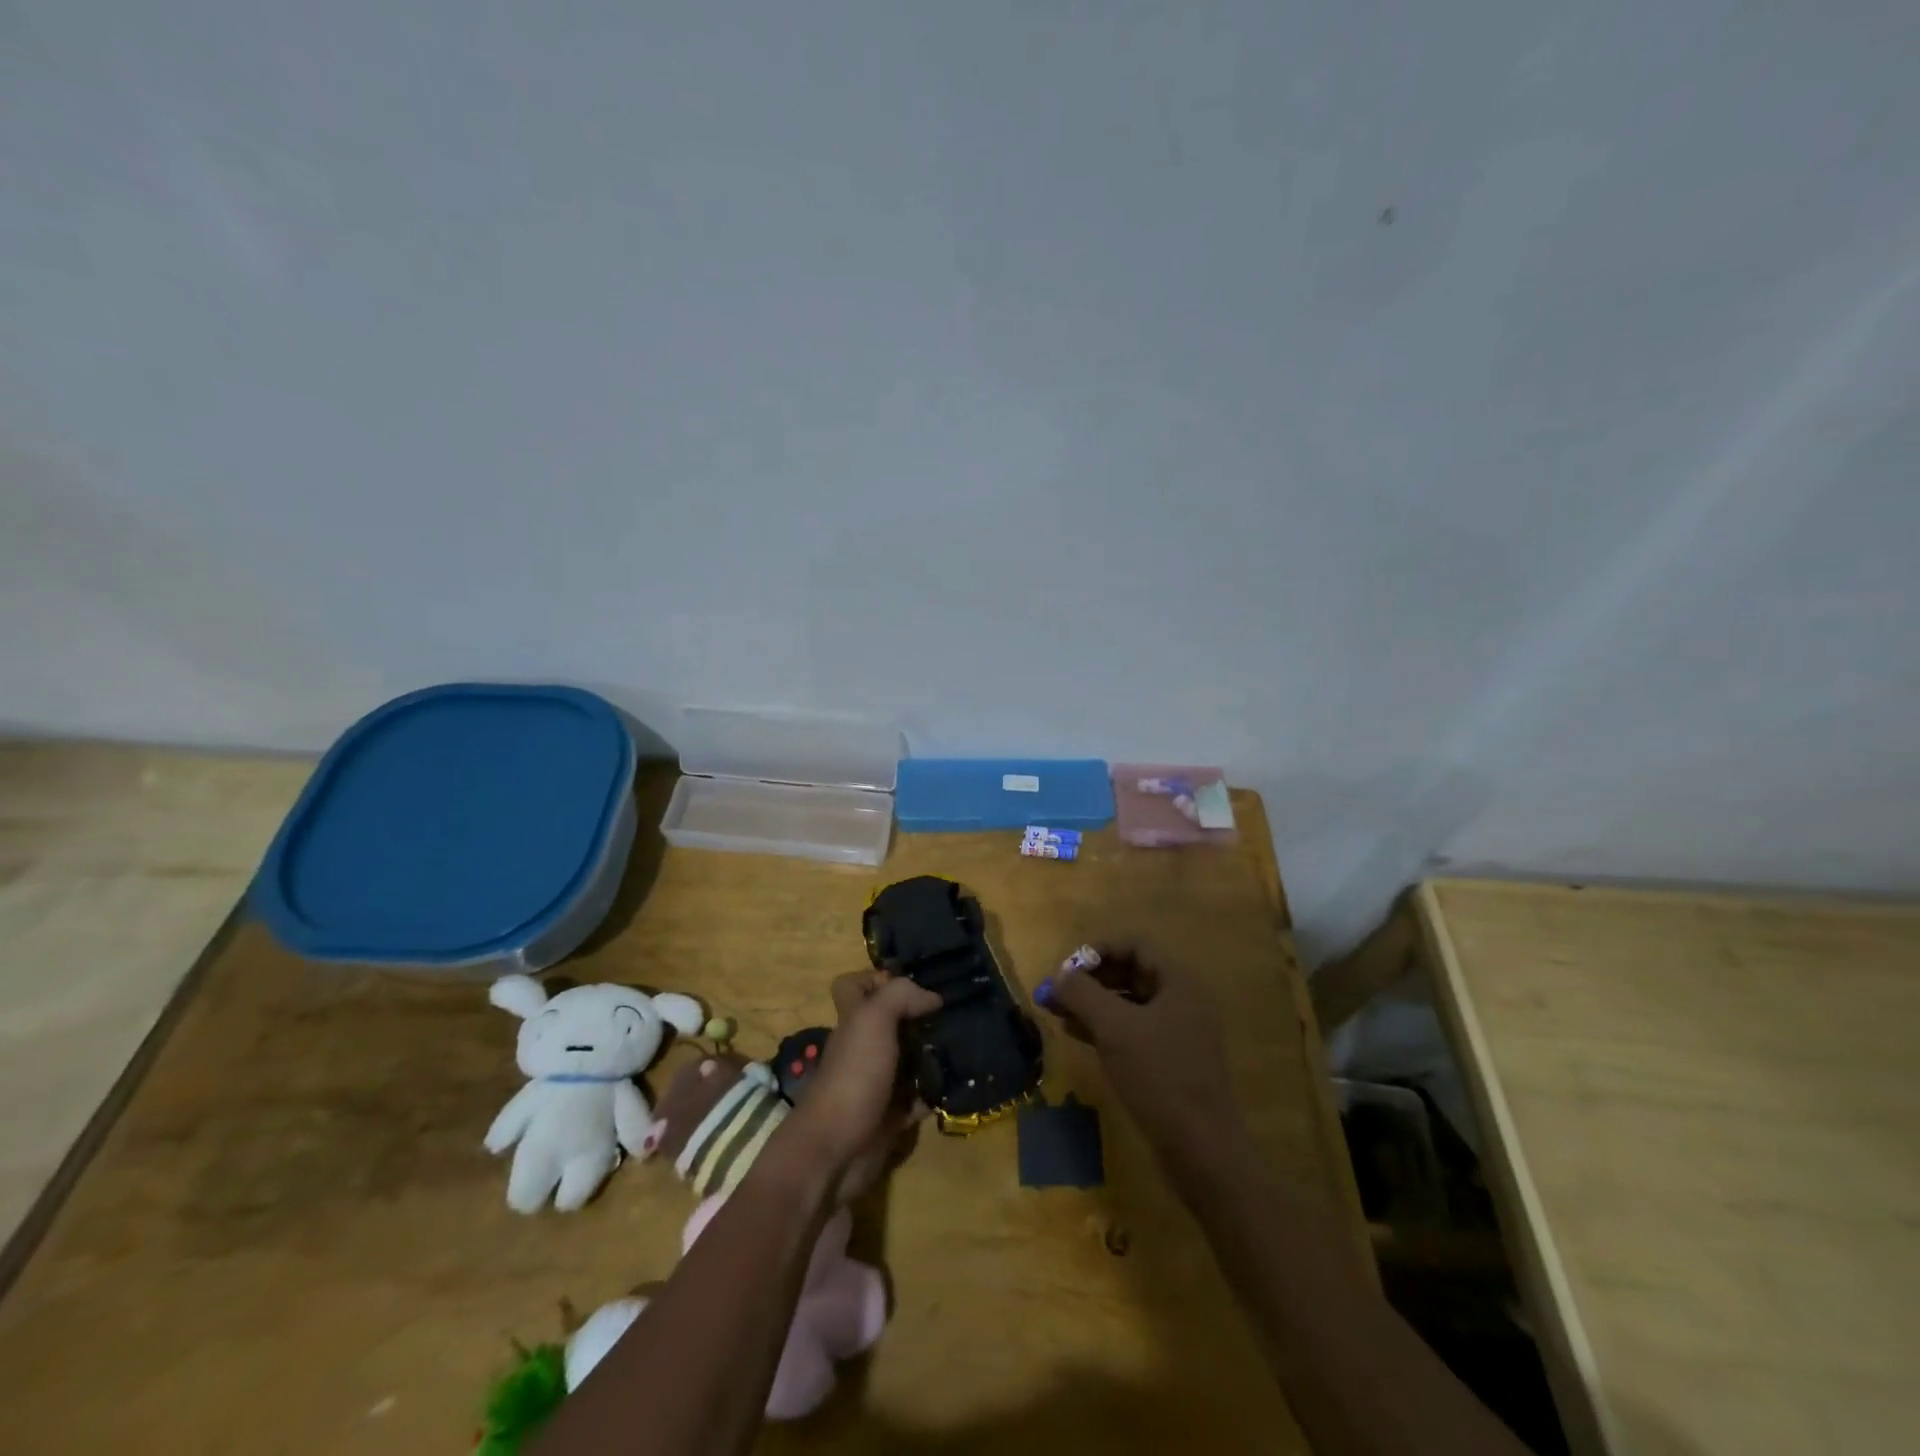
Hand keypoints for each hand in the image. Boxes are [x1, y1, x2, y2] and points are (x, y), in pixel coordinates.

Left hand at [783, 971, 940, 1202]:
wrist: (835, 1152)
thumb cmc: (852, 1077)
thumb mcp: (873, 1020)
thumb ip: (900, 996)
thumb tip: (932, 996)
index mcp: (854, 1020)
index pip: (854, 986)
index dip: (875, 978)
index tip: (913, 983)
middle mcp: (864, 1046)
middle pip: (891, 1021)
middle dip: (921, 1017)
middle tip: (955, 1013)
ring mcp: (877, 1081)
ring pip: (909, 1058)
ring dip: (933, 1055)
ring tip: (965, 1044)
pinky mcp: (890, 1115)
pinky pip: (918, 1098)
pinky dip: (934, 1093)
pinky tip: (955, 1084)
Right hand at [1037, 949, 1246, 1169]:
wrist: (1203, 1151)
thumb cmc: (1160, 1077)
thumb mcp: (1115, 1029)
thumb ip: (1083, 994)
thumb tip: (1058, 974)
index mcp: (1178, 982)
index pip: (1134, 945)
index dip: (1097, 950)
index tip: (1066, 968)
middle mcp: (1181, 999)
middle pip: (1129, 972)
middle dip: (1089, 978)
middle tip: (1055, 991)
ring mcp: (1177, 1032)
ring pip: (1127, 1003)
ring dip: (1092, 1003)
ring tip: (1056, 1011)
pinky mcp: (1169, 1061)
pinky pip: (1131, 1030)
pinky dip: (1103, 1027)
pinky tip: (1075, 1034)